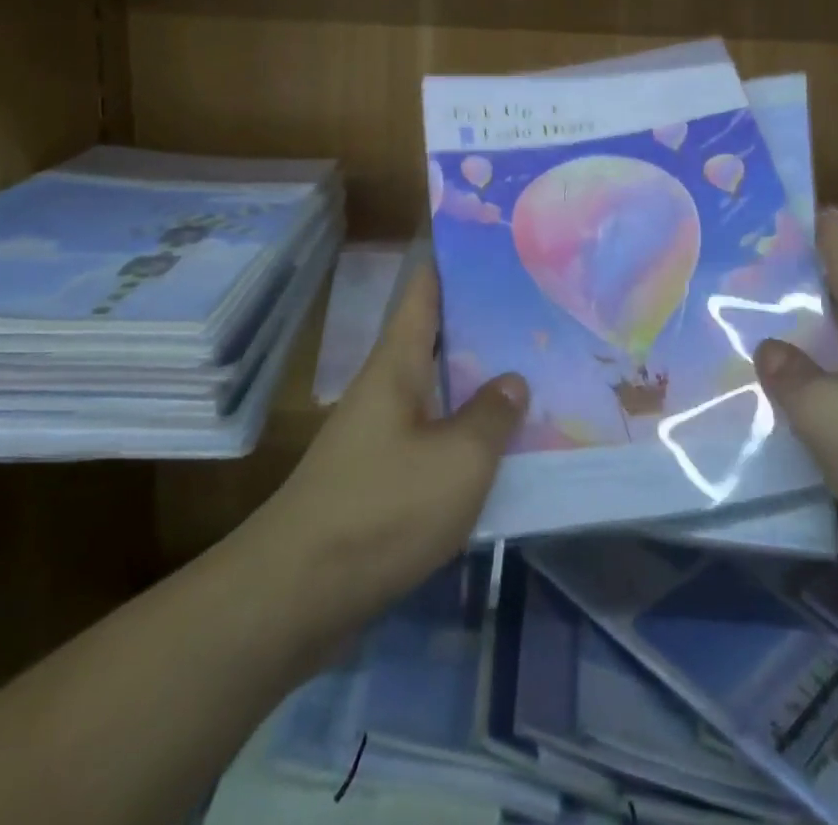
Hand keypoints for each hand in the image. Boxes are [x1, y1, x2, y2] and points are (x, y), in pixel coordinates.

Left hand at [253, 262, 527, 639]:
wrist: (297, 595)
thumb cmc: (382, 508)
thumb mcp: (457, 460)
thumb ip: (492, 415)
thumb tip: (513, 380)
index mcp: (398, 364)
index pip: (424, 290)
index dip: (453, 260)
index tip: (494, 241)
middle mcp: (386, 388)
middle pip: (437, 338)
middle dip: (484, 322)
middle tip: (540, 309)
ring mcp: (381, 434)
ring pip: (438, 390)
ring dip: (479, 382)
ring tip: (535, 370)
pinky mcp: (381, 478)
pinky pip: (433, 437)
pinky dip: (466, 432)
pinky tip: (503, 446)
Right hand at [753, 208, 837, 609]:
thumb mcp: (829, 409)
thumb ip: (789, 374)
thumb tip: (767, 349)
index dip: (823, 229)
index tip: (792, 201)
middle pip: (834, 298)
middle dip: (792, 279)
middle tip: (739, 260)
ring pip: (829, 348)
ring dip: (792, 336)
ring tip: (738, 321)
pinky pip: (830, 395)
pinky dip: (800, 388)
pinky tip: (766, 397)